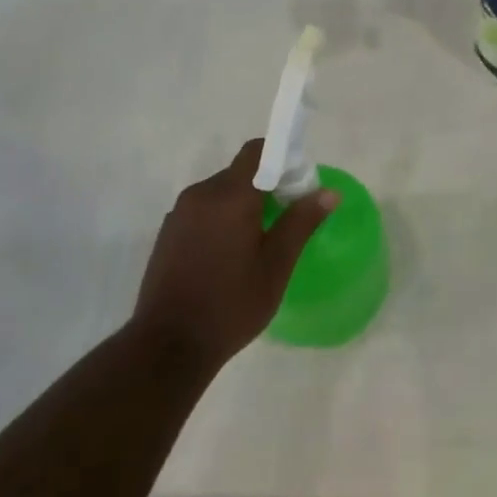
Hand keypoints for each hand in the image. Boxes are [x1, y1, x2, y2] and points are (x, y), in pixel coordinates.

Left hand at [130, 139, 336, 372]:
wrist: (168, 346)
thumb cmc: (231, 304)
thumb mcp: (276, 265)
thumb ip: (301, 222)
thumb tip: (328, 192)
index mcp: (230, 196)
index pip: (258, 151)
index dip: (283, 158)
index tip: (300, 185)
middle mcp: (200, 194)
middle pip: (240, 172)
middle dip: (267, 186)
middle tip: (289, 217)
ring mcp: (179, 214)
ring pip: (221, 193)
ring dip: (244, 204)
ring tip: (261, 241)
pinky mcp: (167, 234)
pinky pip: (203, 211)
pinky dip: (223, 219)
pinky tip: (231, 255)